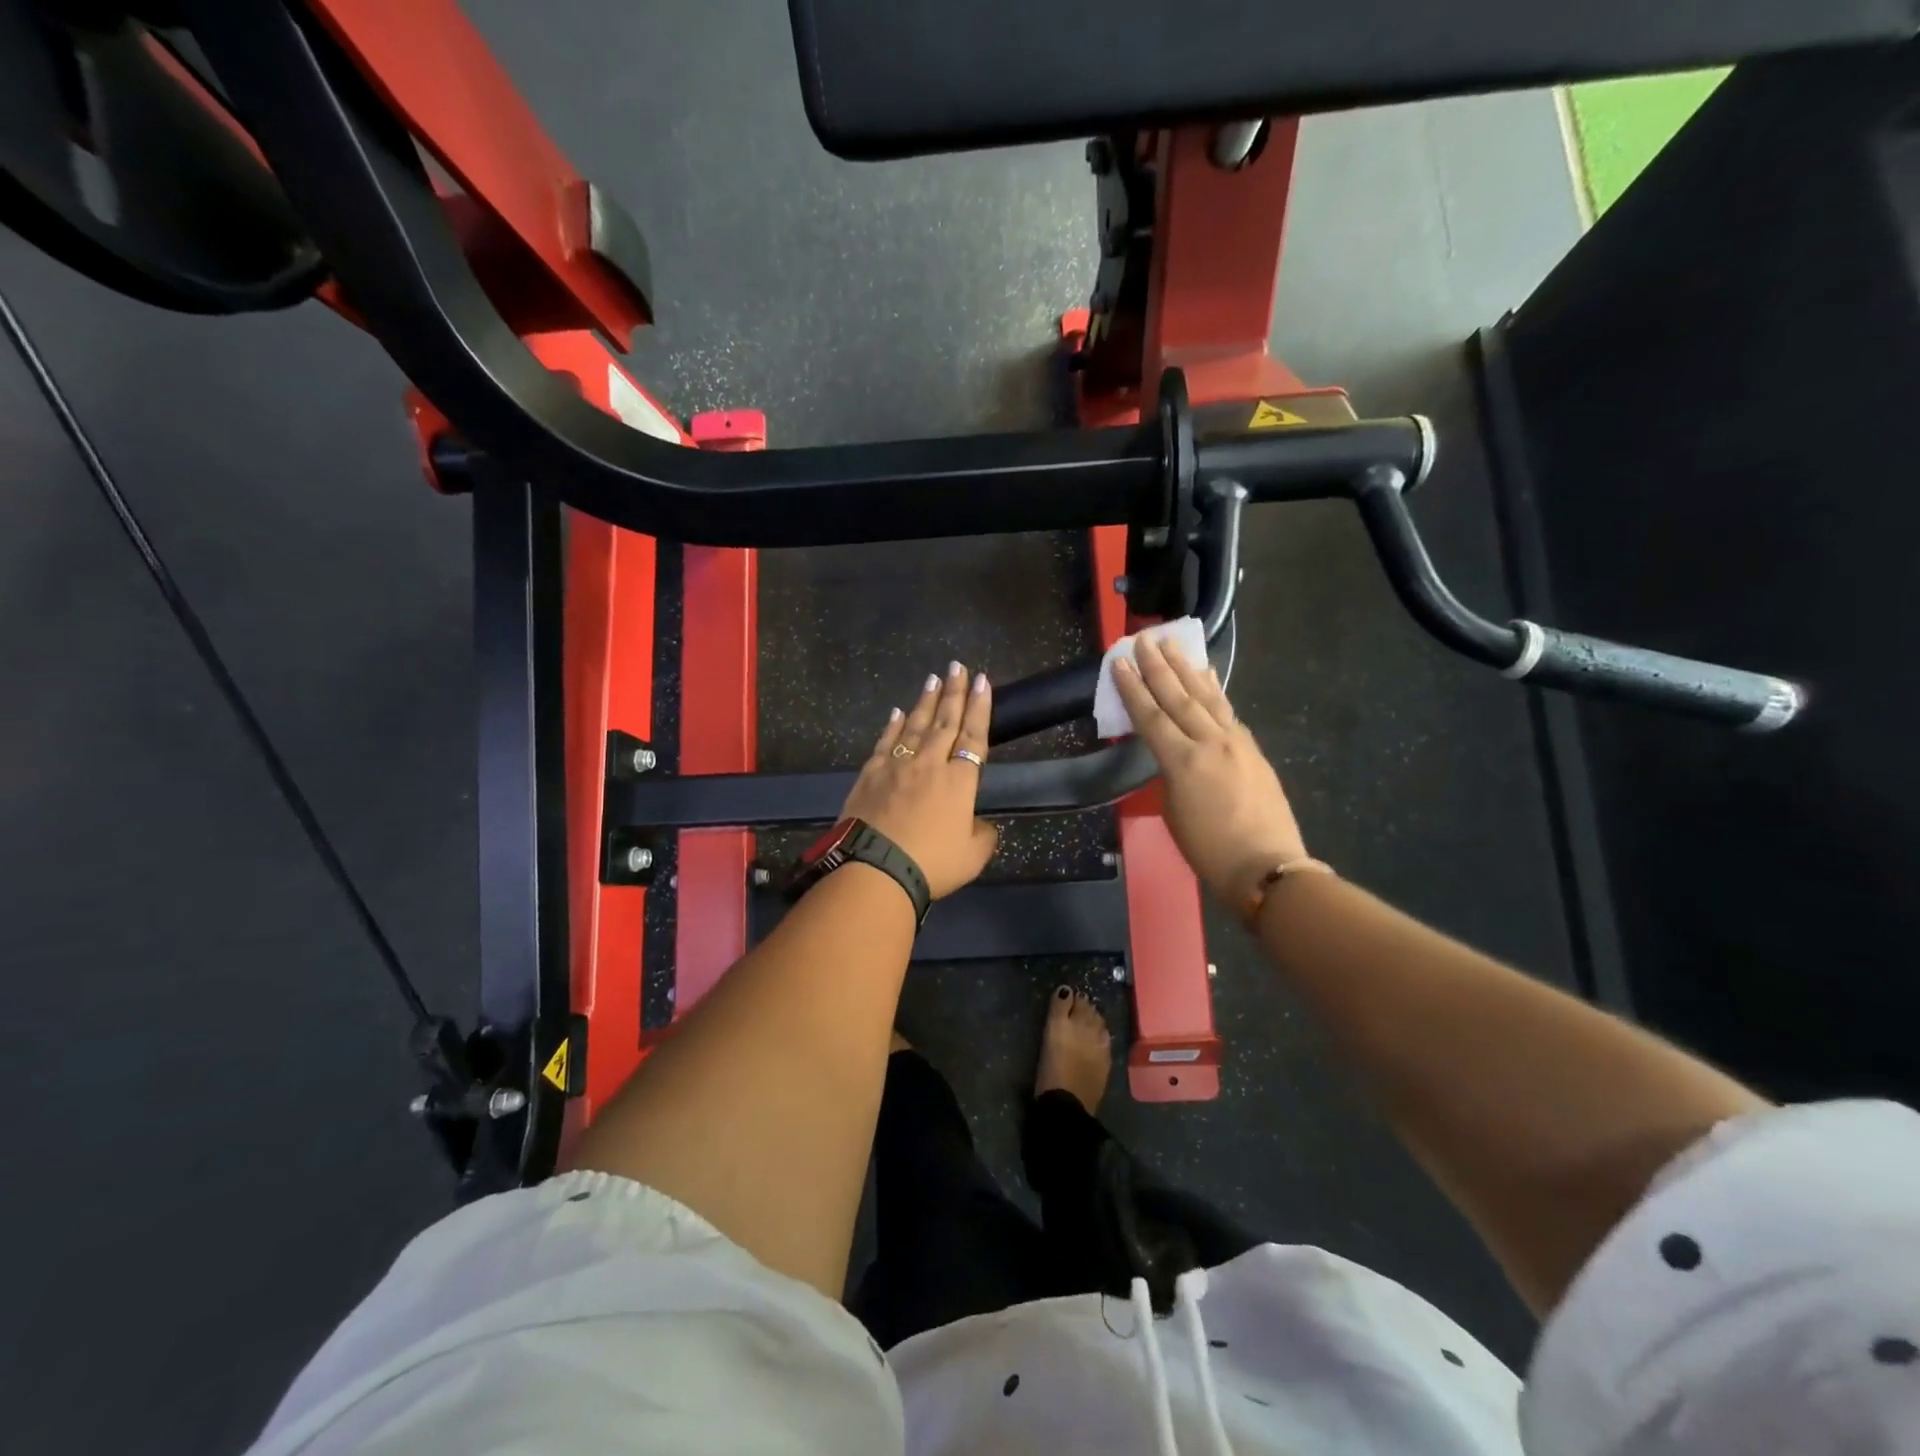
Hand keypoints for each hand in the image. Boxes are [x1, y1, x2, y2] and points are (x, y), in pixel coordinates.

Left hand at [841, 662, 998, 898]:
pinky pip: (886, 742)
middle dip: (954, 692)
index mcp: (959, 781)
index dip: (980, 707)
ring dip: (926, 701)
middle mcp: (930, 764)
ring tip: (933, 678)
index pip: (974, 736)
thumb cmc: (931, 864)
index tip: (982, 681)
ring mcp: (897, 766)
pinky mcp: (870, 774)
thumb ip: (983, 835)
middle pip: (945, 721)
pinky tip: (898, 713)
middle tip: (957, 667)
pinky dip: (893, 725)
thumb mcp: (972, 856)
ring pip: (915, 725)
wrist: (875, 869)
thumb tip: (979, 824)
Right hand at [1113, 634, 1307, 911]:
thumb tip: (1176, 756)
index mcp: (1182, 762)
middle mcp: (1209, 742)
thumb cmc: (1209, 850)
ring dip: (1186, 669)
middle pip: (1178, 697)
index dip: (1132, 688)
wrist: (1267, 866)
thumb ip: (1171, 775)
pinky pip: (1228, 711)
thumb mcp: (1174, 812)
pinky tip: (1208, 676)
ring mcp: (1236, 742)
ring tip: (1172, 644)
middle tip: (1143, 639)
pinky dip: (1214, 690)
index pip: (1150, 716)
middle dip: (1158, 666)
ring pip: (1206, 697)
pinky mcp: (1253, 749)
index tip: (1119, 662)